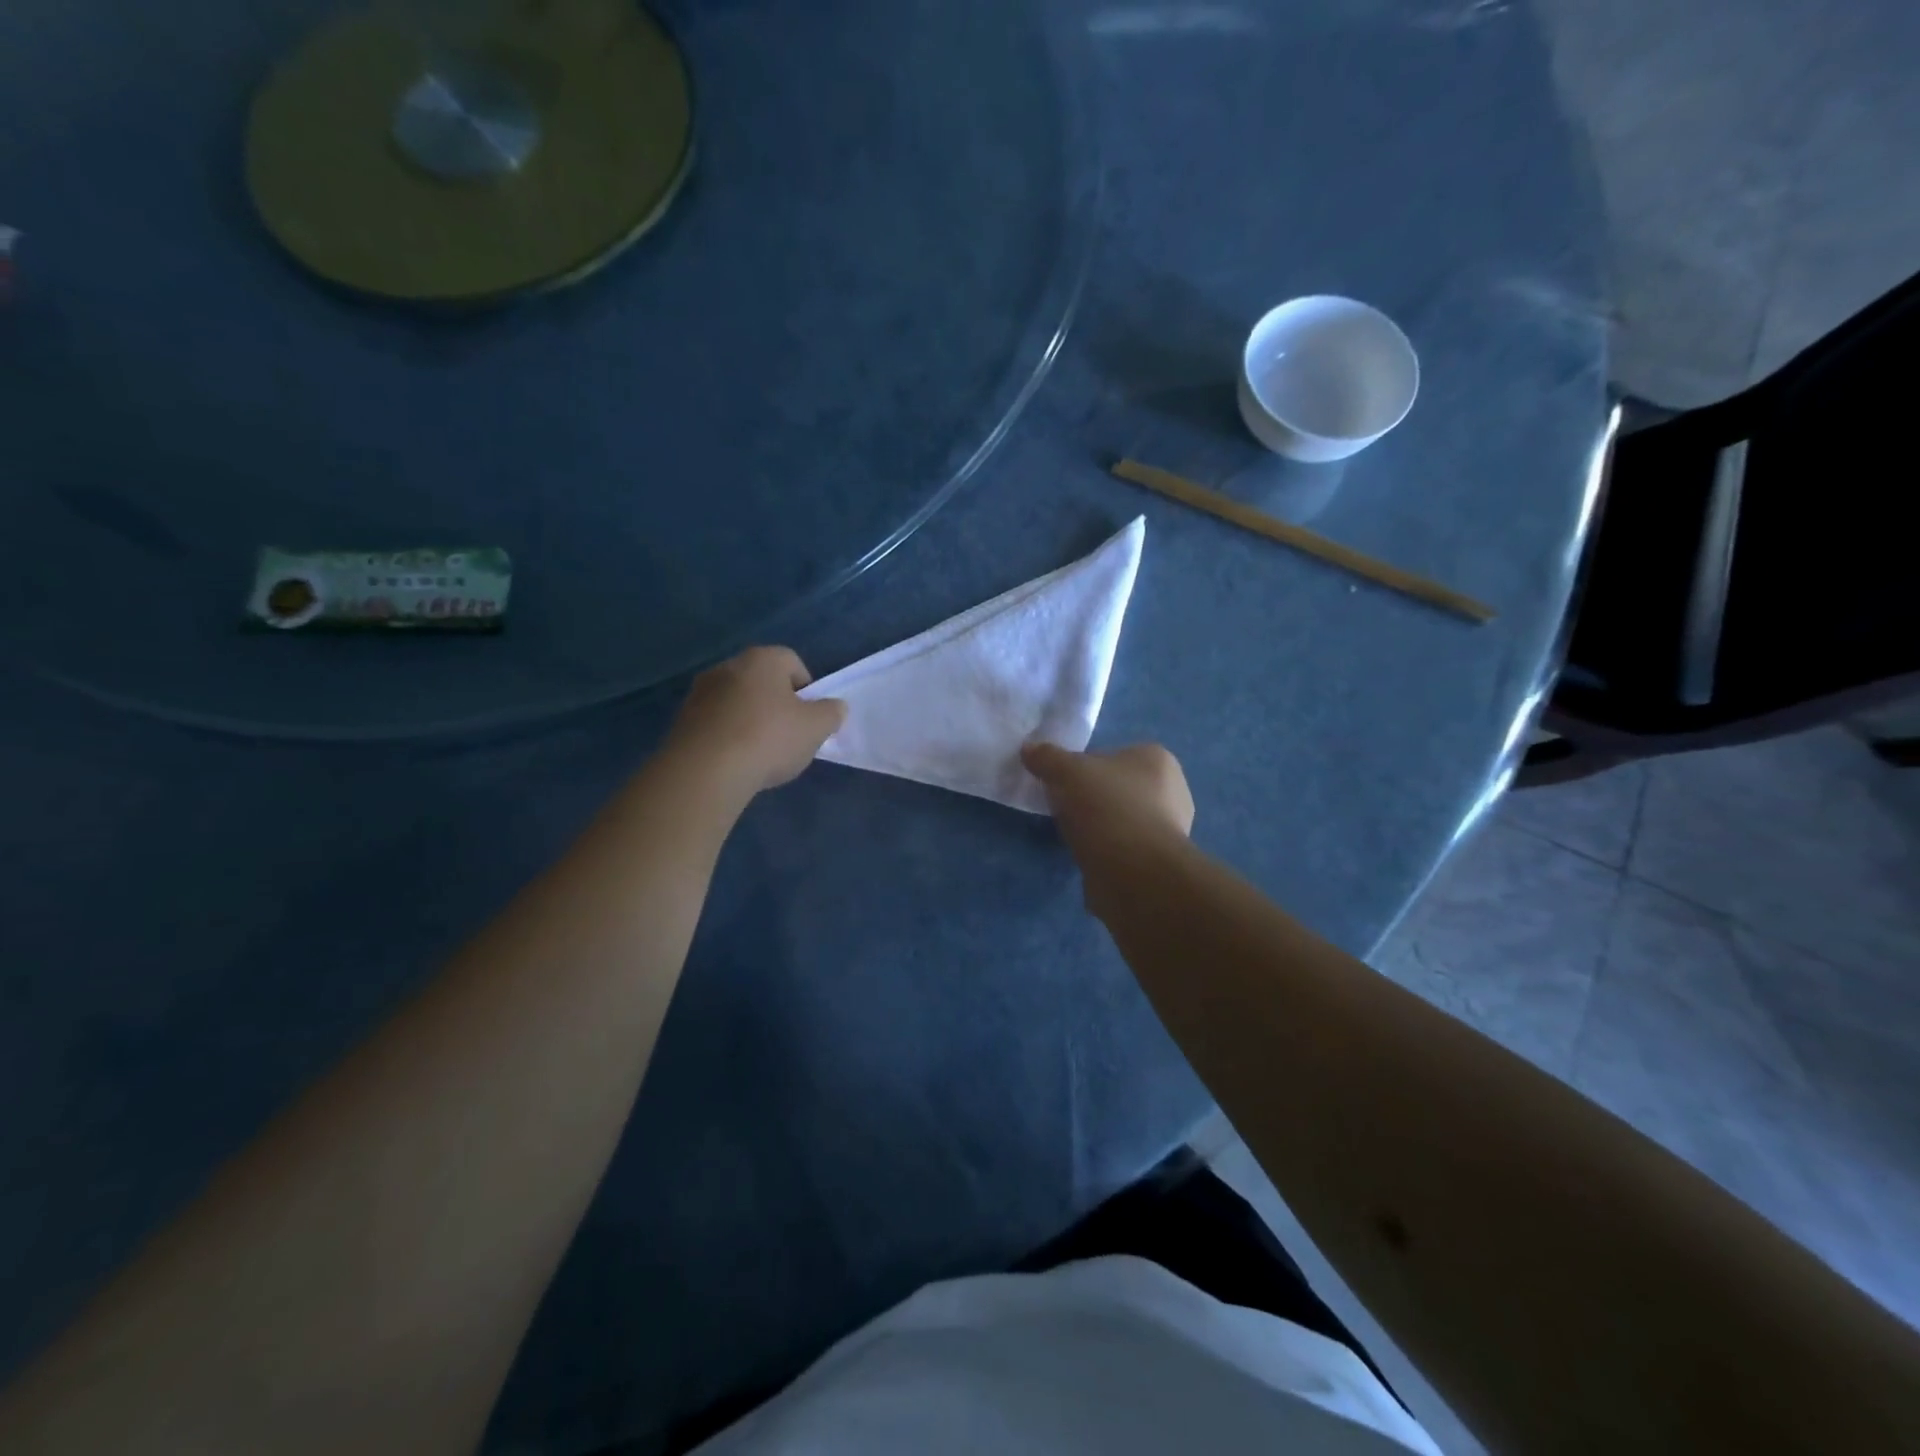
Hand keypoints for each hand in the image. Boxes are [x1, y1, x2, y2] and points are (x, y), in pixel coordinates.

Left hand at [667, 647, 846, 798]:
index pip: (793, 663)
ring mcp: (700, 692)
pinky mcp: (682, 719)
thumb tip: (835, 707)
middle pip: (762, 681)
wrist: (705, 770)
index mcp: (762, 659)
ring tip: (760, 753)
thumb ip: (831, 713)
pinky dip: (728, 736)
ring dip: (750, 720)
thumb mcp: (816, 728)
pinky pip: (716, 723)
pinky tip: (735, 761)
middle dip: (777, 705)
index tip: (810, 719)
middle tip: (788, 736)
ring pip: (737, 702)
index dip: (807, 690)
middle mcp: (728, 666)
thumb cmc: (769, 739)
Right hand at [1021, 741, 1194, 861]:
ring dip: (1099, 827)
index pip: (1113, 754)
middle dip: (1092, 798)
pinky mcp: (1159, 863)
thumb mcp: (1067, 772)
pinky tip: (1090, 858)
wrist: (1133, 871)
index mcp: (1158, 759)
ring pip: (1121, 819)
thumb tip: (1029, 748)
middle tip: (1065, 809)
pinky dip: (1107, 852)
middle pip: (1117, 788)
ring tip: (1074, 837)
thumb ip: (1047, 757)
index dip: (1083, 767)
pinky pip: (1125, 849)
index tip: (1062, 783)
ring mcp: (1170, 830)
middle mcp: (1173, 791)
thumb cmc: (1107, 807)